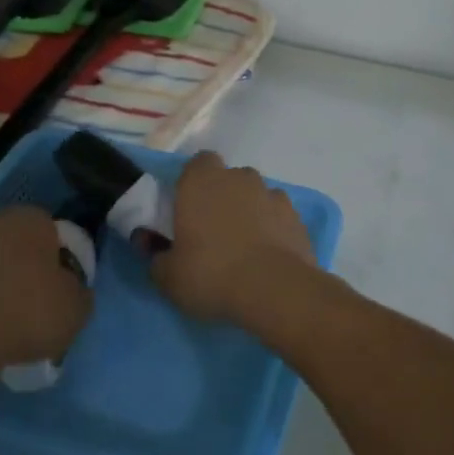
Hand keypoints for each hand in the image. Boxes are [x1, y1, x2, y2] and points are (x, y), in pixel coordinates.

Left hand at [0, 207, 92, 377]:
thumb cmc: (26, 314)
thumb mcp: (76, 309)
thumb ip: (79, 291)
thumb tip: (72, 288)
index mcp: (32, 220)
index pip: (53, 232)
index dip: (59, 261)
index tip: (59, 290)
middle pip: (17, 243)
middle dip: (23, 267)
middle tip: (31, 303)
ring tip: (0, 319)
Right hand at [152, 152, 315, 325]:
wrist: (275, 291)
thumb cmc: (211, 274)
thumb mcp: (168, 277)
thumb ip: (157, 258)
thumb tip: (156, 251)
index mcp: (201, 181)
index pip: (197, 164)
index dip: (192, 183)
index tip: (187, 210)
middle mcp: (239, 178)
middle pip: (228, 179)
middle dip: (221, 198)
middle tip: (212, 233)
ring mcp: (272, 195)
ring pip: (255, 196)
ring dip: (249, 213)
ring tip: (243, 248)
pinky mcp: (297, 218)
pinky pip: (278, 217)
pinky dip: (272, 230)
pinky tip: (267, 257)